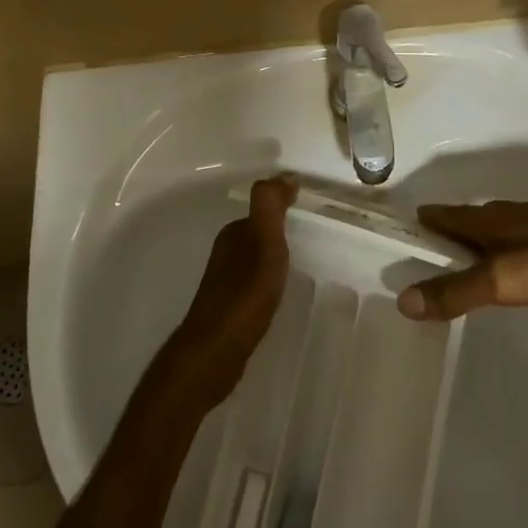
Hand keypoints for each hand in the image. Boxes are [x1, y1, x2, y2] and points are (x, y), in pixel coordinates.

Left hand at [159, 176, 296, 407]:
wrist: (216, 352)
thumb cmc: (244, 293)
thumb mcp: (264, 241)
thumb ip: (270, 206)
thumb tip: (285, 174)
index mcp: (233, 235)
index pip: (261, 213)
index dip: (283, 211)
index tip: (309, 216)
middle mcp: (225, 254)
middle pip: (256, 236)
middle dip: (278, 235)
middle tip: (310, 241)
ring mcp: (224, 284)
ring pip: (254, 261)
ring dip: (272, 261)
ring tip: (299, 269)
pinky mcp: (228, 310)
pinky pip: (252, 286)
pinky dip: (266, 284)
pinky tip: (277, 297)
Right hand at [397, 201, 527, 321]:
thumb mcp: (501, 280)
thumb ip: (454, 292)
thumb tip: (402, 300)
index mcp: (491, 219)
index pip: (446, 215)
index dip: (425, 220)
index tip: (402, 228)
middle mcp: (510, 216)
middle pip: (469, 221)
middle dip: (447, 231)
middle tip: (426, 249)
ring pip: (495, 232)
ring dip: (475, 244)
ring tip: (462, 263)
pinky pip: (518, 245)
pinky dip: (503, 256)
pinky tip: (511, 272)